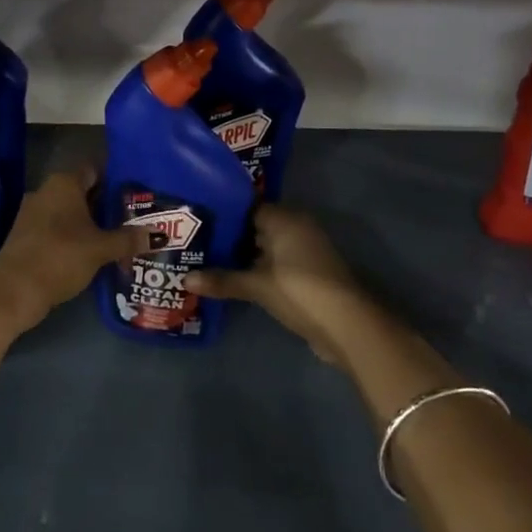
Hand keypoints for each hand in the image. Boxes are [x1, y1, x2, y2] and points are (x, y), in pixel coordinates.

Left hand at [0, 166, 146, 333]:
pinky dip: (76, 236)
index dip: (117, 177)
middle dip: (107, 203)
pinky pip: (58, 228)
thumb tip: (159, 234)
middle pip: (84, 191)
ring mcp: (34, 213)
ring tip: (120, 235)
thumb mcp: (100, 248)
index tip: (138, 190)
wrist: (13, 290)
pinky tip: (94, 251)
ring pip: (71, 211)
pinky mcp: (27, 236)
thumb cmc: (60, 256)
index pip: (96, 169)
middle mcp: (47, 191)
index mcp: (64, 183)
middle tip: (135, 215)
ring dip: (92, 222)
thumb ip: (129, 239)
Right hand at [187, 204, 372, 367]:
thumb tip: (184, 279)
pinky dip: (256, 269)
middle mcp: (295, 226)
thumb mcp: (257, 286)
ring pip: (264, 246)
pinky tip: (232, 279)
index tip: (196, 218)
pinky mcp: (307, 272)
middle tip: (194, 240)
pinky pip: (274, 262)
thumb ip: (222, 280)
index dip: (221, 212)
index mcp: (284, 218)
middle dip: (228, 235)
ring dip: (242, 255)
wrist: (347, 325)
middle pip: (255, 225)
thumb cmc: (300, 291)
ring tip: (206, 259)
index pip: (246, 206)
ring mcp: (303, 250)